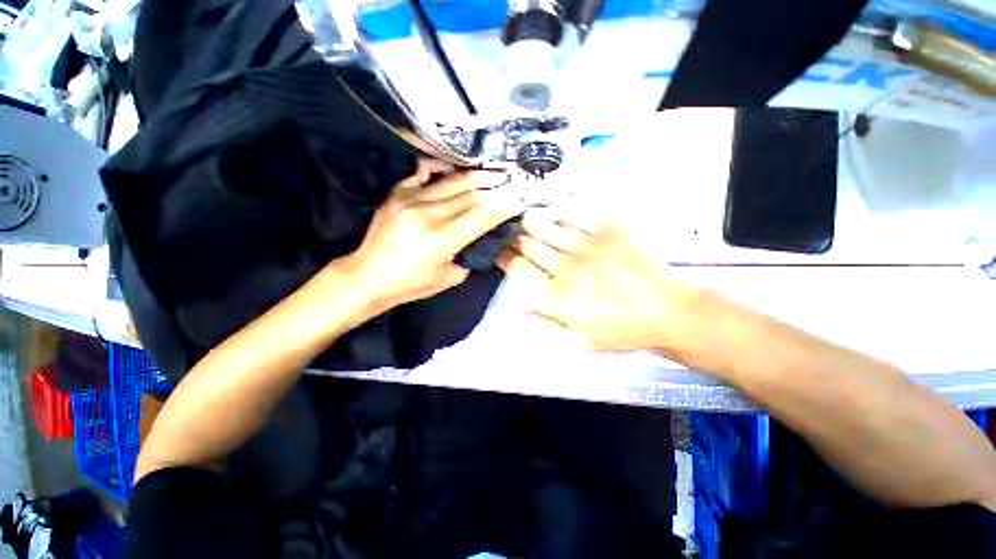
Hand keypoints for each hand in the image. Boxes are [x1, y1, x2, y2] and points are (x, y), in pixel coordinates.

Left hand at [350, 160, 518, 309]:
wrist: (368, 276)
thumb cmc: (411, 284)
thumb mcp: (450, 278)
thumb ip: (470, 254)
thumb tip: (483, 236)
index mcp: (442, 240)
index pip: (481, 217)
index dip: (502, 207)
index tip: (518, 199)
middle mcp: (428, 215)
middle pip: (470, 196)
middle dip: (494, 188)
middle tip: (510, 181)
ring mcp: (410, 200)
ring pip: (452, 182)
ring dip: (476, 177)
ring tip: (492, 172)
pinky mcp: (397, 194)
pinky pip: (423, 173)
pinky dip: (441, 168)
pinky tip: (454, 166)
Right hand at [497, 215, 702, 353]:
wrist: (667, 312)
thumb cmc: (621, 331)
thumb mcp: (578, 341)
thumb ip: (543, 326)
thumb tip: (515, 313)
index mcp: (555, 296)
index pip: (518, 269)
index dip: (504, 257)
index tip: (497, 250)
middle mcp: (565, 268)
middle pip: (528, 245)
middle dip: (513, 237)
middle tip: (507, 230)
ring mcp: (586, 246)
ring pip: (546, 227)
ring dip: (530, 221)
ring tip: (522, 217)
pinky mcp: (608, 230)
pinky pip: (576, 215)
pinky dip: (559, 212)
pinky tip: (552, 211)